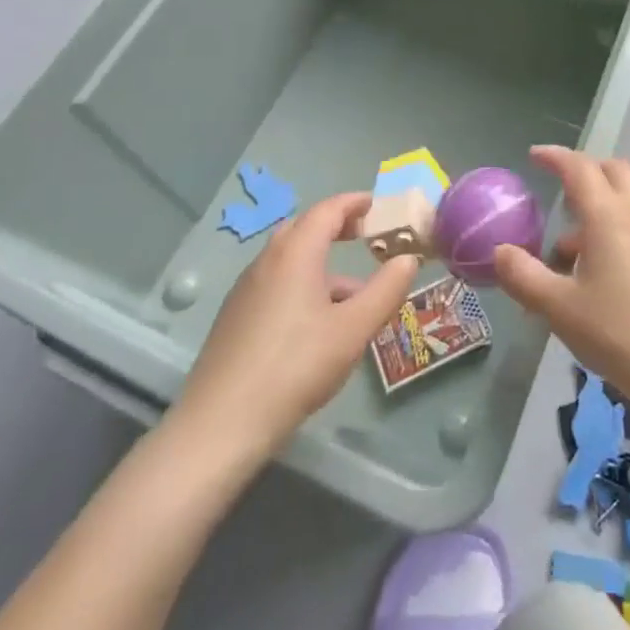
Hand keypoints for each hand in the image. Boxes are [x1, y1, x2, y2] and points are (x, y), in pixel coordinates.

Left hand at [177, 193, 418, 456]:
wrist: (220, 426)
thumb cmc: (295, 367)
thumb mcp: (353, 330)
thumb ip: (385, 290)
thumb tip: (409, 259)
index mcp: (296, 253)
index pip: (328, 209)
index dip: (355, 203)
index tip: (378, 206)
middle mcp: (267, 260)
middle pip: (305, 228)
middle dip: (337, 227)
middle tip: (366, 237)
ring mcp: (246, 289)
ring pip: (290, 260)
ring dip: (322, 263)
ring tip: (353, 294)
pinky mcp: (235, 317)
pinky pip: (276, 283)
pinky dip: (303, 285)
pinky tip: (318, 325)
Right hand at [493, 146, 629, 409]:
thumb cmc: (618, 334)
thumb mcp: (559, 308)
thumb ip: (524, 276)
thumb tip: (499, 252)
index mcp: (608, 215)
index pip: (579, 167)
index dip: (555, 156)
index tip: (534, 156)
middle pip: (613, 170)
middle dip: (584, 171)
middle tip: (559, 190)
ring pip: (628, 197)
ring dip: (600, 204)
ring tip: (569, 247)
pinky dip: (615, 226)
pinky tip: (599, 271)